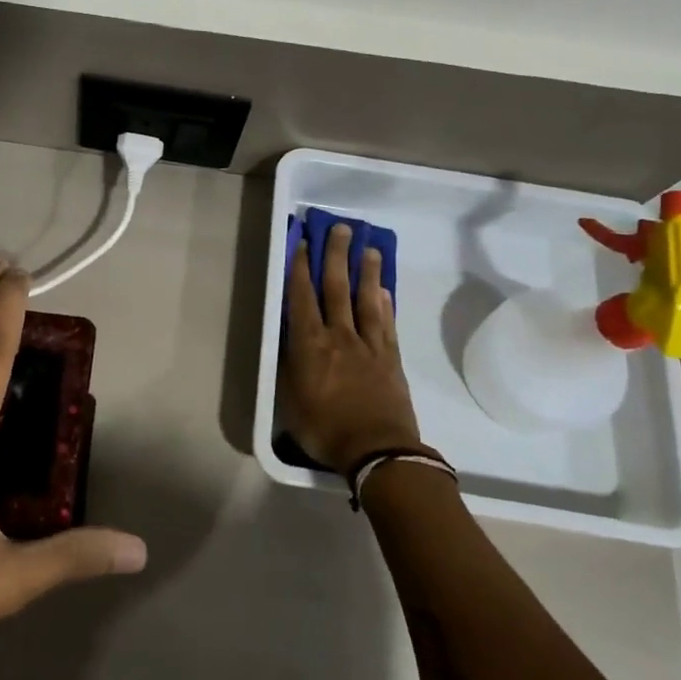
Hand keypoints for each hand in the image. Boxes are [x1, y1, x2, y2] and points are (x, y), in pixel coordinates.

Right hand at [282, 223, 426, 472]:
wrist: (377, 451)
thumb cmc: (325, 429)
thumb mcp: (290, 401)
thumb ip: (289, 366)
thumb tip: (290, 341)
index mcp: (310, 344)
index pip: (303, 297)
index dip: (301, 267)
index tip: (303, 242)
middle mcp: (340, 336)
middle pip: (337, 287)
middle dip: (337, 255)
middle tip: (341, 229)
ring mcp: (369, 345)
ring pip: (367, 299)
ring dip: (367, 271)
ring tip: (369, 248)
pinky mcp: (391, 358)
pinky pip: (387, 323)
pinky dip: (385, 303)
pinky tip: (385, 290)